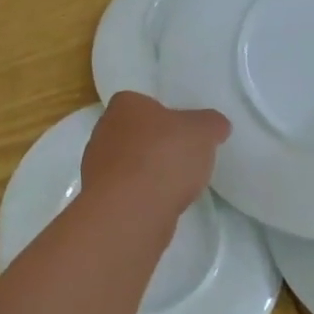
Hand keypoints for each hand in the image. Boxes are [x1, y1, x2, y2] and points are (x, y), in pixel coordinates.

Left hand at [81, 91, 229, 218]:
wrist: (131, 210)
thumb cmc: (164, 156)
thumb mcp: (203, 132)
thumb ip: (211, 124)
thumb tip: (217, 125)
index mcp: (123, 105)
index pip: (141, 102)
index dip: (163, 116)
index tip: (183, 131)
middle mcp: (103, 130)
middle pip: (134, 134)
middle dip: (155, 145)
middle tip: (183, 158)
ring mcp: (97, 166)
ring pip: (129, 164)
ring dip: (148, 173)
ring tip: (176, 186)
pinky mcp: (100, 198)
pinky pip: (127, 191)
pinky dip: (143, 196)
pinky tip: (161, 204)